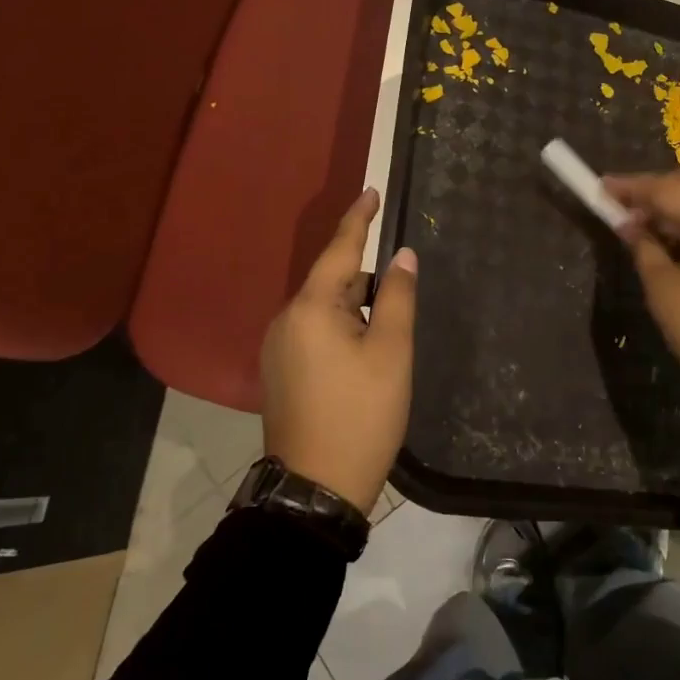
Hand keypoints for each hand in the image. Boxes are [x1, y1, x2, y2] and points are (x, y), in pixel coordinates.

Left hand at [259, 188, 416, 513]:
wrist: (315, 489)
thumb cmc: (361, 414)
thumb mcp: (390, 352)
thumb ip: (396, 296)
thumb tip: (401, 255)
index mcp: (310, 308)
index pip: (339, 249)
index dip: (358, 219)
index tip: (372, 190)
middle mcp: (285, 320)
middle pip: (333, 283)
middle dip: (367, 286)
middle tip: (399, 314)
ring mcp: (278, 349)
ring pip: (325, 311)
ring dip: (355, 314)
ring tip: (385, 349)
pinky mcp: (279, 373)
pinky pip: (314, 334)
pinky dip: (341, 333)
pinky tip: (362, 363)